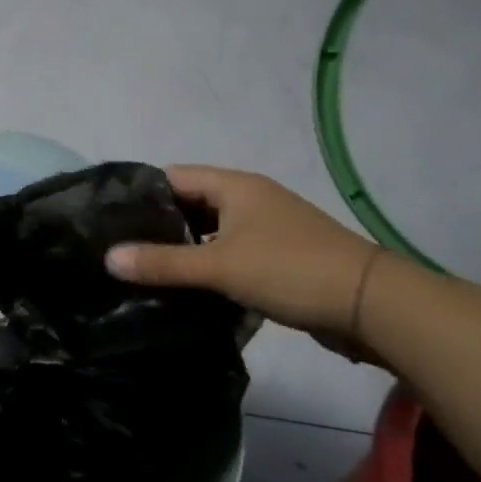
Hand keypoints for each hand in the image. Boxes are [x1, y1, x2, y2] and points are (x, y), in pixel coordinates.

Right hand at [105, 166, 379, 344]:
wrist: (372, 304)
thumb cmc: (290, 270)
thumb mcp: (220, 266)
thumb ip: (162, 263)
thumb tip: (108, 257)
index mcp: (235, 186)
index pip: (173, 176)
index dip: (139, 193)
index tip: (107, 217)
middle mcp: (249, 198)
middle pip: (189, 203)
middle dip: (156, 224)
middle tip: (119, 247)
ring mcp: (266, 227)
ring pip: (209, 230)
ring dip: (181, 247)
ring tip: (142, 268)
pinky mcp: (277, 255)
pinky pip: (228, 251)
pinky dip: (206, 264)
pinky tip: (184, 285)